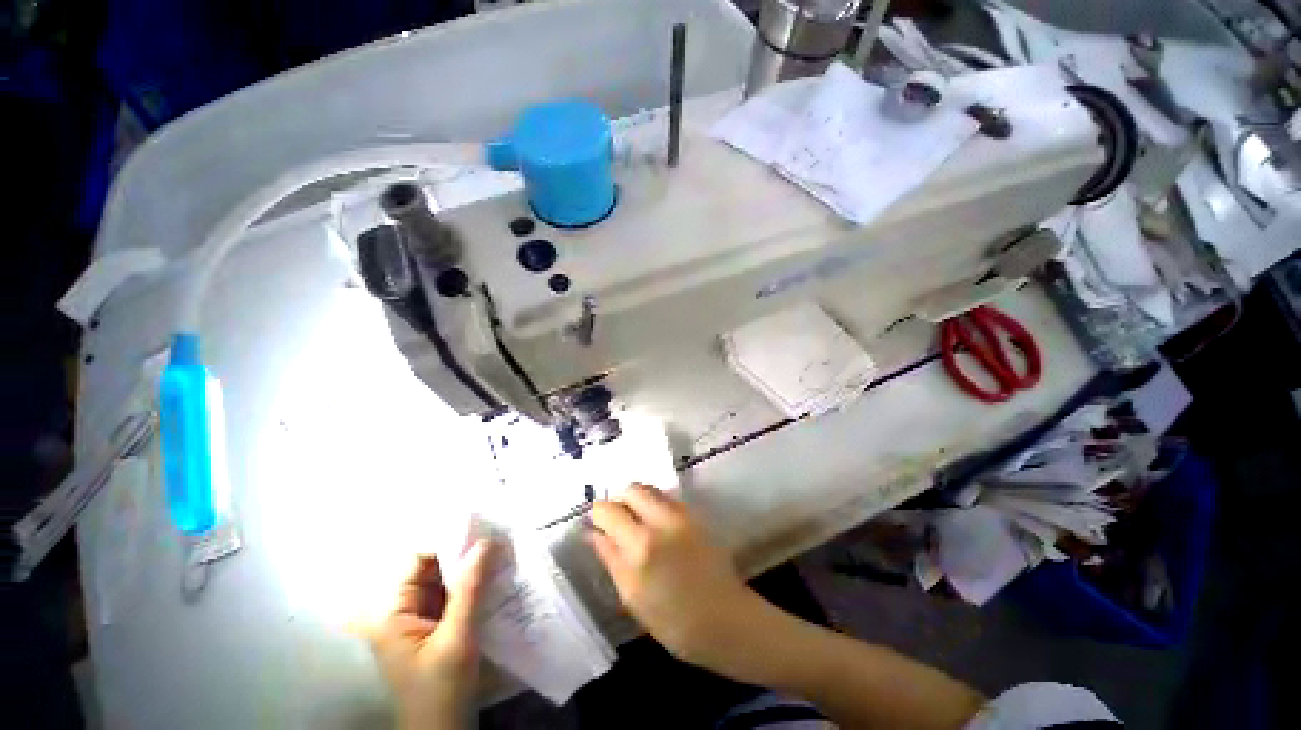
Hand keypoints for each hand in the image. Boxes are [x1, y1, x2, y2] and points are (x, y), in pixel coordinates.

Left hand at [363, 541, 494, 729]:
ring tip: (501, 552)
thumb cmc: (441, 689)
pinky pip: (456, 595)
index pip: (417, 562)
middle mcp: (403, 610)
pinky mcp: (439, 626)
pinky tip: (496, 576)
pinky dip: (474, 584)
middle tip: (497, 539)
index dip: (446, 543)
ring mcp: (422, 619)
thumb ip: (470, 589)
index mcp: (392, 613)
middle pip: (433, 568)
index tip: (480, 532)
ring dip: (472, 568)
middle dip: (463, 554)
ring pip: (447, 580)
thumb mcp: (457, 638)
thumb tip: (487, 542)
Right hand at [589, 484, 763, 669]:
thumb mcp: (632, 596)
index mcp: (641, 546)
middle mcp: (662, 521)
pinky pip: (667, 499)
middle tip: (618, 524)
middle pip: (632, 489)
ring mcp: (682, 514)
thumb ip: (610, 558)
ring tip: (638, 526)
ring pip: (651, 490)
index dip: (598, 515)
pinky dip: (656, 506)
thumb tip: (592, 533)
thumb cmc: (673, 621)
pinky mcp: (695, 515)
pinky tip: (658, 530)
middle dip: (620, 502)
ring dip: (639, 502)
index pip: (609, 510)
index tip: (597, 526)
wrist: (725, 618)